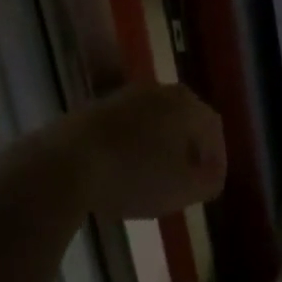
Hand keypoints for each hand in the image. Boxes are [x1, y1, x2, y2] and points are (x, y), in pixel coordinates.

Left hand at [30, 83, 226, 219]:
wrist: (64, 164)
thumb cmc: (135, 175)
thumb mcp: (183, 190)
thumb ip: (208, 182)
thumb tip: (212, 175)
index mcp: (187, 104)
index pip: (213, 127)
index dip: (216, 156)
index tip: (211, 182)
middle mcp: (160, 90)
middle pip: (183, 118)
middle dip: (187, 147)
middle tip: (186, 176)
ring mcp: (124, 96)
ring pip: (153, 120)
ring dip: (157, 145)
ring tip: (152, 176)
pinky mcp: (93, 108)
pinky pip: (124, 126)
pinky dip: (130, 145)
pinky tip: (120, 170)